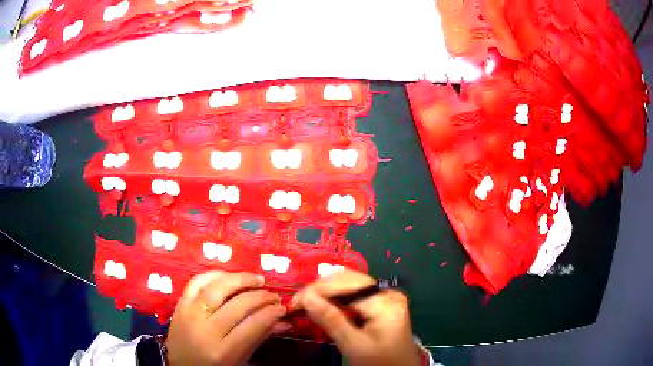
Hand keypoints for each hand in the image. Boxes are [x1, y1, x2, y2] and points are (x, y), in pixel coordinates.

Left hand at [165, 271, 289, 365]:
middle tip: (274, 295)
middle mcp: (205, 329)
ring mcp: (190, 313)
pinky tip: (229, 276)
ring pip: (218, 287)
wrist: (178, 364)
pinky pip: (197, 281)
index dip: (271, 313)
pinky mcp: (180, 303)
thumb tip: (283, 322)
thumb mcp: (238, 360)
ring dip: (241, 279)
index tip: (282, 307)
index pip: (252, 325)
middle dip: (261, 297)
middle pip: (238, 304)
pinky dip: (215, 274)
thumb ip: (259, 338)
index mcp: (222, 350)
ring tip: (257, 279)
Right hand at [291, 270, 421, 365]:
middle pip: (347, 280)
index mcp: (384, 301)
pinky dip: (336, 300)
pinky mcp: (381, 305)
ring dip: (326, 293)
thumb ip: (331, 320)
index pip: (345, 284)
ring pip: (349, 286)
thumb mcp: (354, 345)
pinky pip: (354, 296)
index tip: (294, 301)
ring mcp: (385, 297)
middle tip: (297, 303)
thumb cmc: (379, 362)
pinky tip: (323, 307)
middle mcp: (386, 292)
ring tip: (306, 304)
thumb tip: (306, 297)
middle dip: (320, 290)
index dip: (317, 289)